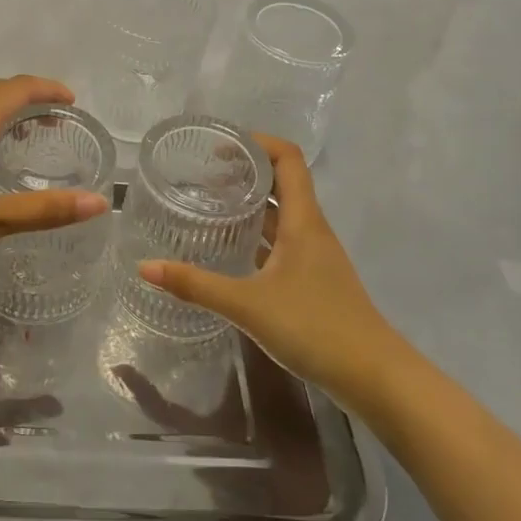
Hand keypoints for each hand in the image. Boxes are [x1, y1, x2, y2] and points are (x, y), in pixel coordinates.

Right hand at [138, 134, 390, 402]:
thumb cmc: (315, 327)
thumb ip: (197, 285)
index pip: (287, 158)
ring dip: (252, 203)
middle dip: (246, 171)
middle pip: (283, 181)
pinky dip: (258, 235)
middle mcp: (311, 229)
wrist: (375, 378)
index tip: (219, 147)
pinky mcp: (314, 280)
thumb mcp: (249, 305)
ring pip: (282, 213)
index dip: (256, 143)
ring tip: (212, 206)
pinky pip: (283, 241)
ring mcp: (315, 255)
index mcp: (303, 220)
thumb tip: (145, 267)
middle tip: (204, 176)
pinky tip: (233, 250)